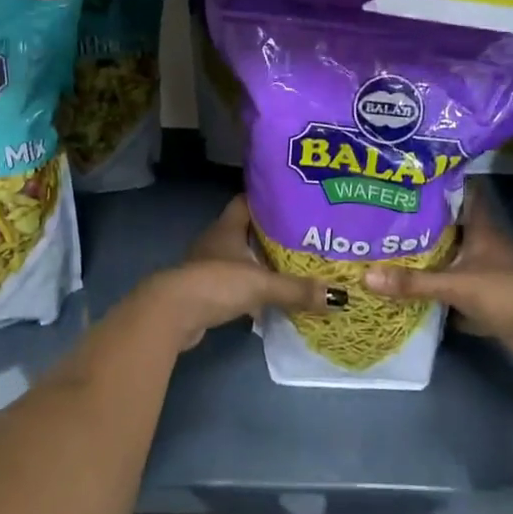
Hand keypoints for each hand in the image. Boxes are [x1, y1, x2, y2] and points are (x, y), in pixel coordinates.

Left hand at [137, 197, 337, 352]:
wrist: (173, 314)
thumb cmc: (217, 283)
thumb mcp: (262, 284)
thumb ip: (298, 289)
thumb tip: (339, 297)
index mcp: (227, 227)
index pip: (247, 201)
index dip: (268, 199)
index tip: (293, 201)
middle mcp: (216, 241)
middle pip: (247, 231)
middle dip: (272, 235)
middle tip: (304, 237)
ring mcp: (208, 267)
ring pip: (240, 259)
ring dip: (261, 264)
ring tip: (293, 266)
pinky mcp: (205, 291)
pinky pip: (234, 284)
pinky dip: (251, 288)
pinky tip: (270, 298)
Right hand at [363, 195, 512, 369]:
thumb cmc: (508, 293)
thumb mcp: (457, 285)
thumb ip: (414, 282)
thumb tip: (366, 276)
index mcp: (482, 230)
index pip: (462, 195)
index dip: (440, 185)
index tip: (409, 179)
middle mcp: (485, 247)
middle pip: (450, 231)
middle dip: (422, 227)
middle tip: (385, 219)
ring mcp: (488, 275)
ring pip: (452, 262)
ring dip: (428, 262)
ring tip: (389, 253)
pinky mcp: (488, 302)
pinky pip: (456, 294)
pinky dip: (437, 296)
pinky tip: (410, 294)